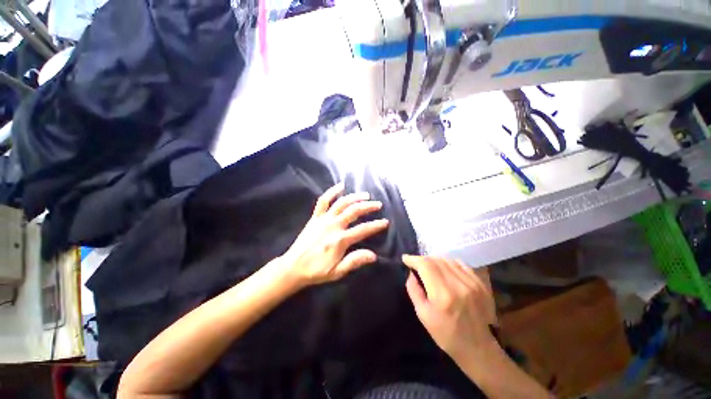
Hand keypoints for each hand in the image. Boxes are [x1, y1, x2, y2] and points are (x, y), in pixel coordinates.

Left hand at [278, 182, 388, 288]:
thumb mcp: (337, 271)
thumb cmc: (316, 271)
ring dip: (355, 197)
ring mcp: (323, 219)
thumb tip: (374, 255)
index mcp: (340, 240)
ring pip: (342, 203)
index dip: (376, 225)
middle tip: (378, 204)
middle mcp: (333, 226)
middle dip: (368, 206)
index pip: (362, 230)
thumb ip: (355, 261)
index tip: (385, 222)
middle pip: (354, 211)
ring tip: (365, 195)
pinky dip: (332, 191)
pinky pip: (323, 201)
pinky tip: (341, 185)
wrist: (293, 267)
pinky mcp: (315, 217)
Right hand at [403, 255, 497, 363]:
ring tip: (430, 267)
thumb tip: (411, 273)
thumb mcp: (422, 314)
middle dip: (422, 259)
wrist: (477, 347)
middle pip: (436, 260)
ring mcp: (472, 283)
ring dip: (435, 260)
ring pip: (448, 260)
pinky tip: (445, 269)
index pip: (425, 265)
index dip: (413, 259)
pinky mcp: (480, 283)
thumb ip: (414, 290)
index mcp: (442, 294)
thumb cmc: (446, 334)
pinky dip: (449, 263)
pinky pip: (460, 264)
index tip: (405, 259)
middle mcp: (458, 284)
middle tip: (416, 264)